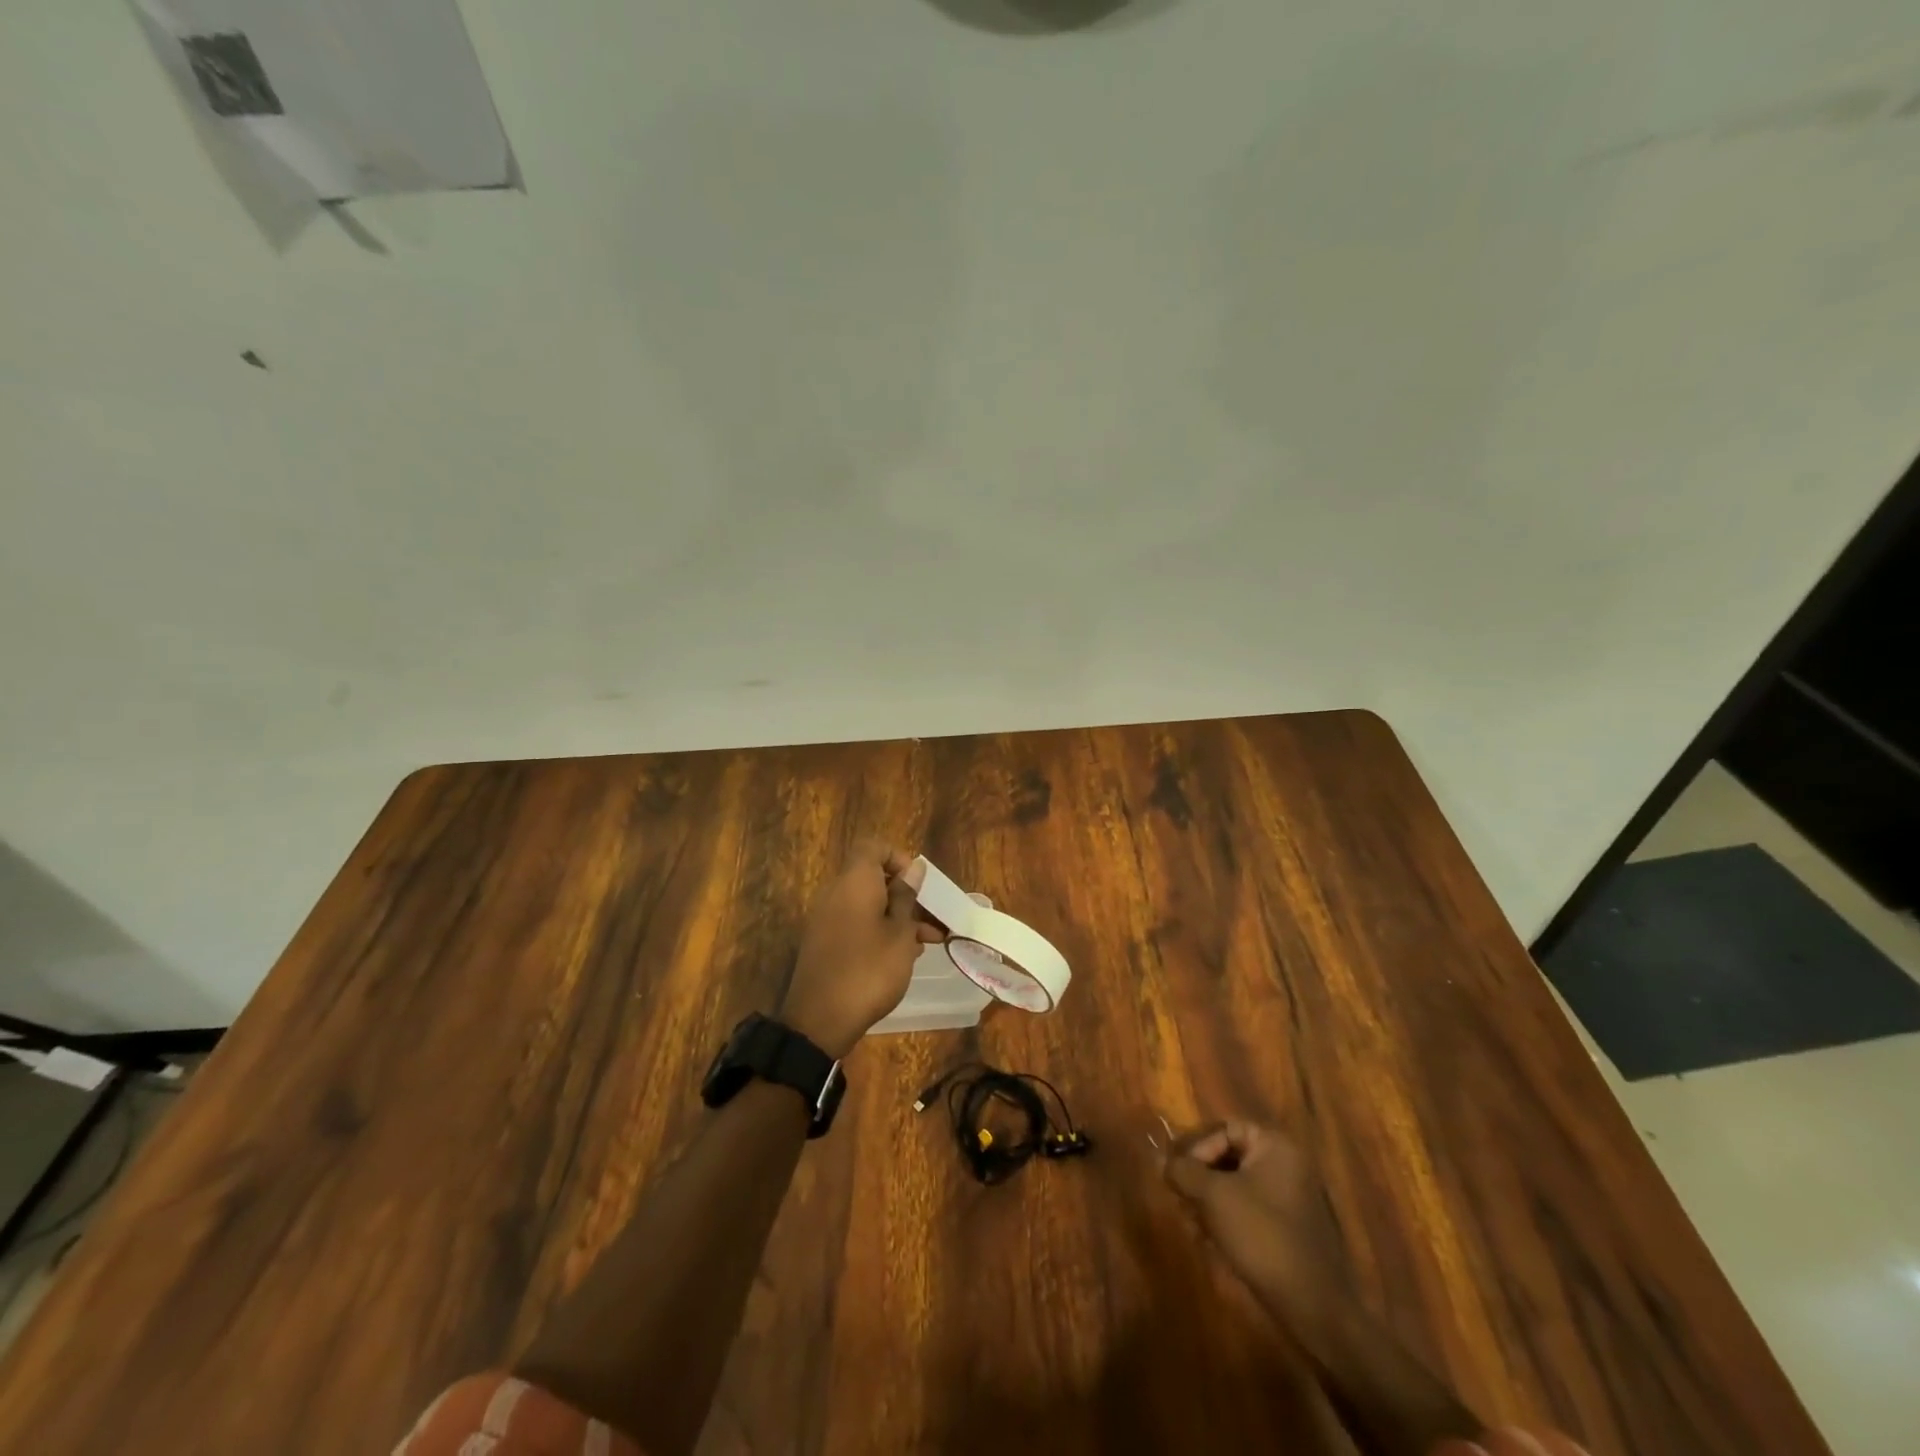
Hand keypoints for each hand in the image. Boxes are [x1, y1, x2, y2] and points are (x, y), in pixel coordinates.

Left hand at [779, 841, 942, 1058]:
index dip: (898, 858)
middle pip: (872, 877)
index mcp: (854, 882)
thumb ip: (906, 897)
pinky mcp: (823, 942)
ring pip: (866, 903)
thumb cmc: (869, 970)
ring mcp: (826, 919)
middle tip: (932, 918)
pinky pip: (855, 922)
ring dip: (896, 916)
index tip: (918, 884)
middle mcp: (835, 893)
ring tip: (926, 943)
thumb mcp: (900, 934)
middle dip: (905, 894)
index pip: (873, 847)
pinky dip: (878, 930)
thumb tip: (913, 869)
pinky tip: (901, 956)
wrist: (820, 1020)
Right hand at [1161, 1120, 1339, 1319]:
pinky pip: (1250, 1210)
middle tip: (1181, 1200)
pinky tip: (1212, 1243)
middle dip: (1200, 1178)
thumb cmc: (1263, 1237)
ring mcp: (1291, 1197)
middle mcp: (1286, 1164)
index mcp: (1275, 1145)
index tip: (1178, 1175)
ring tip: (1193, 1225)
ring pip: (1236, 1185)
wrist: (1316, 1309)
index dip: (1197, 1148)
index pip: (1224, 1129)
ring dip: (1209, 1201)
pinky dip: (1227, 1220)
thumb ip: (1183, 1171)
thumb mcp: (1214, 1197)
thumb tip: (1159, 1158)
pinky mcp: (1290, 1229)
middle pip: (1228, 1156)